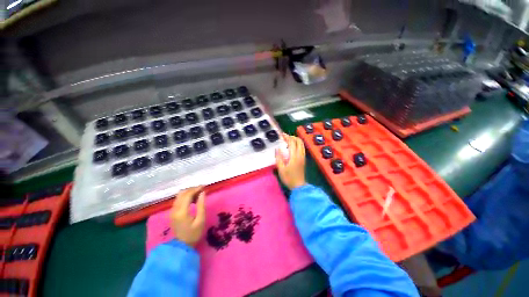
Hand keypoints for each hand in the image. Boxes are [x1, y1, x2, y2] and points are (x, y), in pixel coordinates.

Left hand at [170, 186, 205, 247]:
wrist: (182, 246)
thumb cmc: (194, 234)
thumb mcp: (201, 220)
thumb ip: (201, 205)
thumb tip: (202, 193)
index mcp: (182, 212)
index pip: (187, 195)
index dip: (196, 189)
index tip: (204, 187)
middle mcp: (175, 210)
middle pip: (182, 193)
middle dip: (192, 189)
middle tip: (202, 190)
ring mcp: (172, 211)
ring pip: (179, 196)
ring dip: (188, 192)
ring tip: (198, 194)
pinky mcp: (172, 213)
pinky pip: (178, 200)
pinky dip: (185, 197)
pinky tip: (192, 199)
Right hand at [276, 133, 306, 189]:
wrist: (298, 186)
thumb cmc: (288, 178)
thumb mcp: (281, 169)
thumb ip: (279, 158)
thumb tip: (277, 149)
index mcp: (294, 156)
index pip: (292, 143)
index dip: (287, 137)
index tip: (282, 135)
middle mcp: (300, 155)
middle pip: (299, 141)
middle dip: (292, 137)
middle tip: (285, 137)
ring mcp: (303, 156)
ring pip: (302, 144)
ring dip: (295, 140)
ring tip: (288, 141)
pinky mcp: (303, 159)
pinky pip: (302, 147)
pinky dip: (297, 144)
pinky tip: (292, 147)